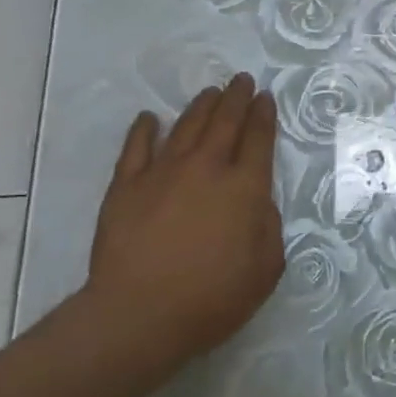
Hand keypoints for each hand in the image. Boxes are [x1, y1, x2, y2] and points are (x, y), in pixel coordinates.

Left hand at [85, 74, 284, 370]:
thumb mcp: (266, 268)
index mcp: (245, 187)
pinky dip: (144, 129)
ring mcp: (163, 173)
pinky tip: (149, 118)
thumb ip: (269, 227)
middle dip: (237, 98)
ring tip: (210, 92)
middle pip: (225, 122)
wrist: (138, 316)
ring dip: (201, 106)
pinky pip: (136, 148)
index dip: (264, 115)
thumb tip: (258, 203)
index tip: (266, 98)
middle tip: (242, 80)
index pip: (259, 139)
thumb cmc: (212, 298)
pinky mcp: (126, 187)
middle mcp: (207, 169)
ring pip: (186, 126)